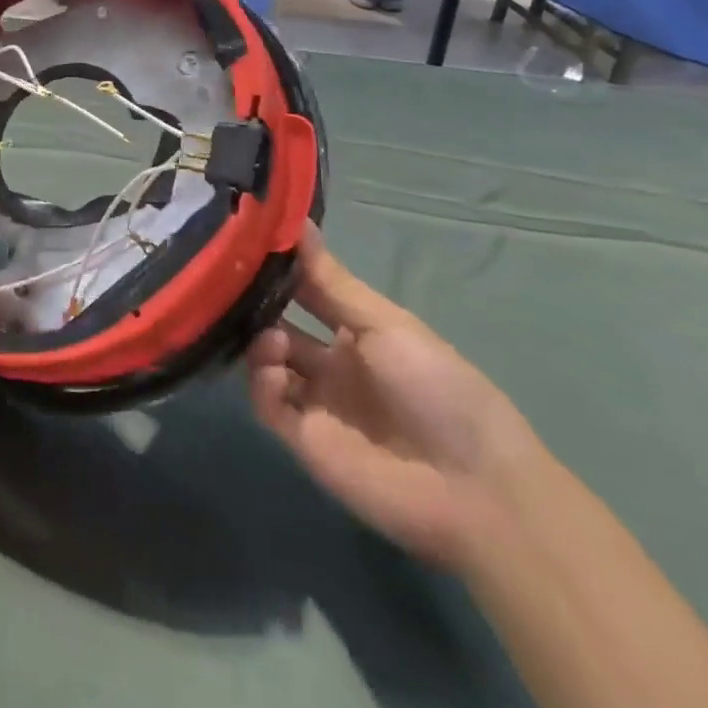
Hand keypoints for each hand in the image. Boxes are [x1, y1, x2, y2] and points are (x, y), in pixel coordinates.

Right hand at [247, 227, 545, 571]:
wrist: (473, 487)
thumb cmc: (437, 388)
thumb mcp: (386, 323)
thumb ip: (331, 279)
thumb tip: (298, 220)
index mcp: (355, 334)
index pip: (304, 294)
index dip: (278, 273)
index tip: (247, 245)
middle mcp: (330, 365)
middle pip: (278, 326)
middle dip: (257, 307)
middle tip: (234, 289)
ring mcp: (316, 403)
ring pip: (266, 363)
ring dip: (259, 344)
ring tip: (272, 340)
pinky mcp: (304, 441)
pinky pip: (268, 404)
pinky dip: (262, 383)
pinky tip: (275, 371)